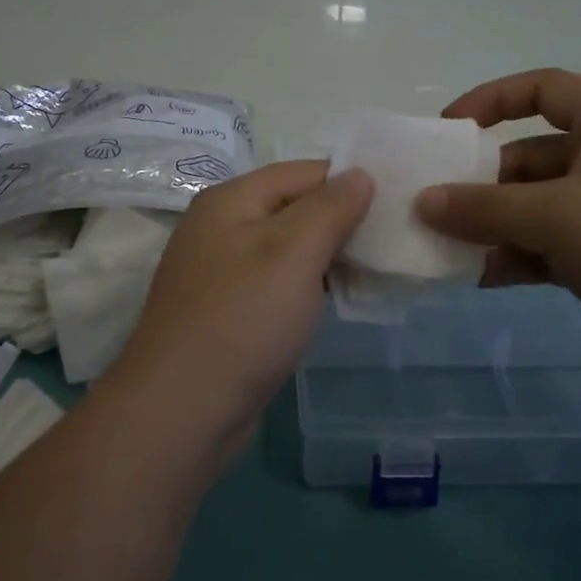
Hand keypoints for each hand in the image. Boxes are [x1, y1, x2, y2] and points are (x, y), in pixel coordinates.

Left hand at [107, 161, 372, 462]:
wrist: (183, 409)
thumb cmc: (242, 320)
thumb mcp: (293, 253)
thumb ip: (330, 208)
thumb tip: (360, 173)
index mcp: (231, 200)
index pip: (303, 172)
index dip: (350, 182)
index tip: (398, 202)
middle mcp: (221, 226)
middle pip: (294, 207)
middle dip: (343, 221)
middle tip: (394, 240)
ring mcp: (222, 270)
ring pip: (288, 247)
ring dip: (329, 256)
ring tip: (377, 270)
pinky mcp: (229, 309)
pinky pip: (278, 282)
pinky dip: (308, 285)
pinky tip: (338, 300)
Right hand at [414, 69, 580, 402]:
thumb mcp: (556, 217)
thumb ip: (483, 208)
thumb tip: (423, 201)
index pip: (546, 88)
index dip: (492, 99)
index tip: (449, 130)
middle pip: (534, 155)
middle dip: (484, 182)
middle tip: (439, 208)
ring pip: (540, 206)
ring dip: (496, 225)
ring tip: (453, 249)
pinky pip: (554, 246)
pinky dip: (519, 257)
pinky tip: (485, 278)